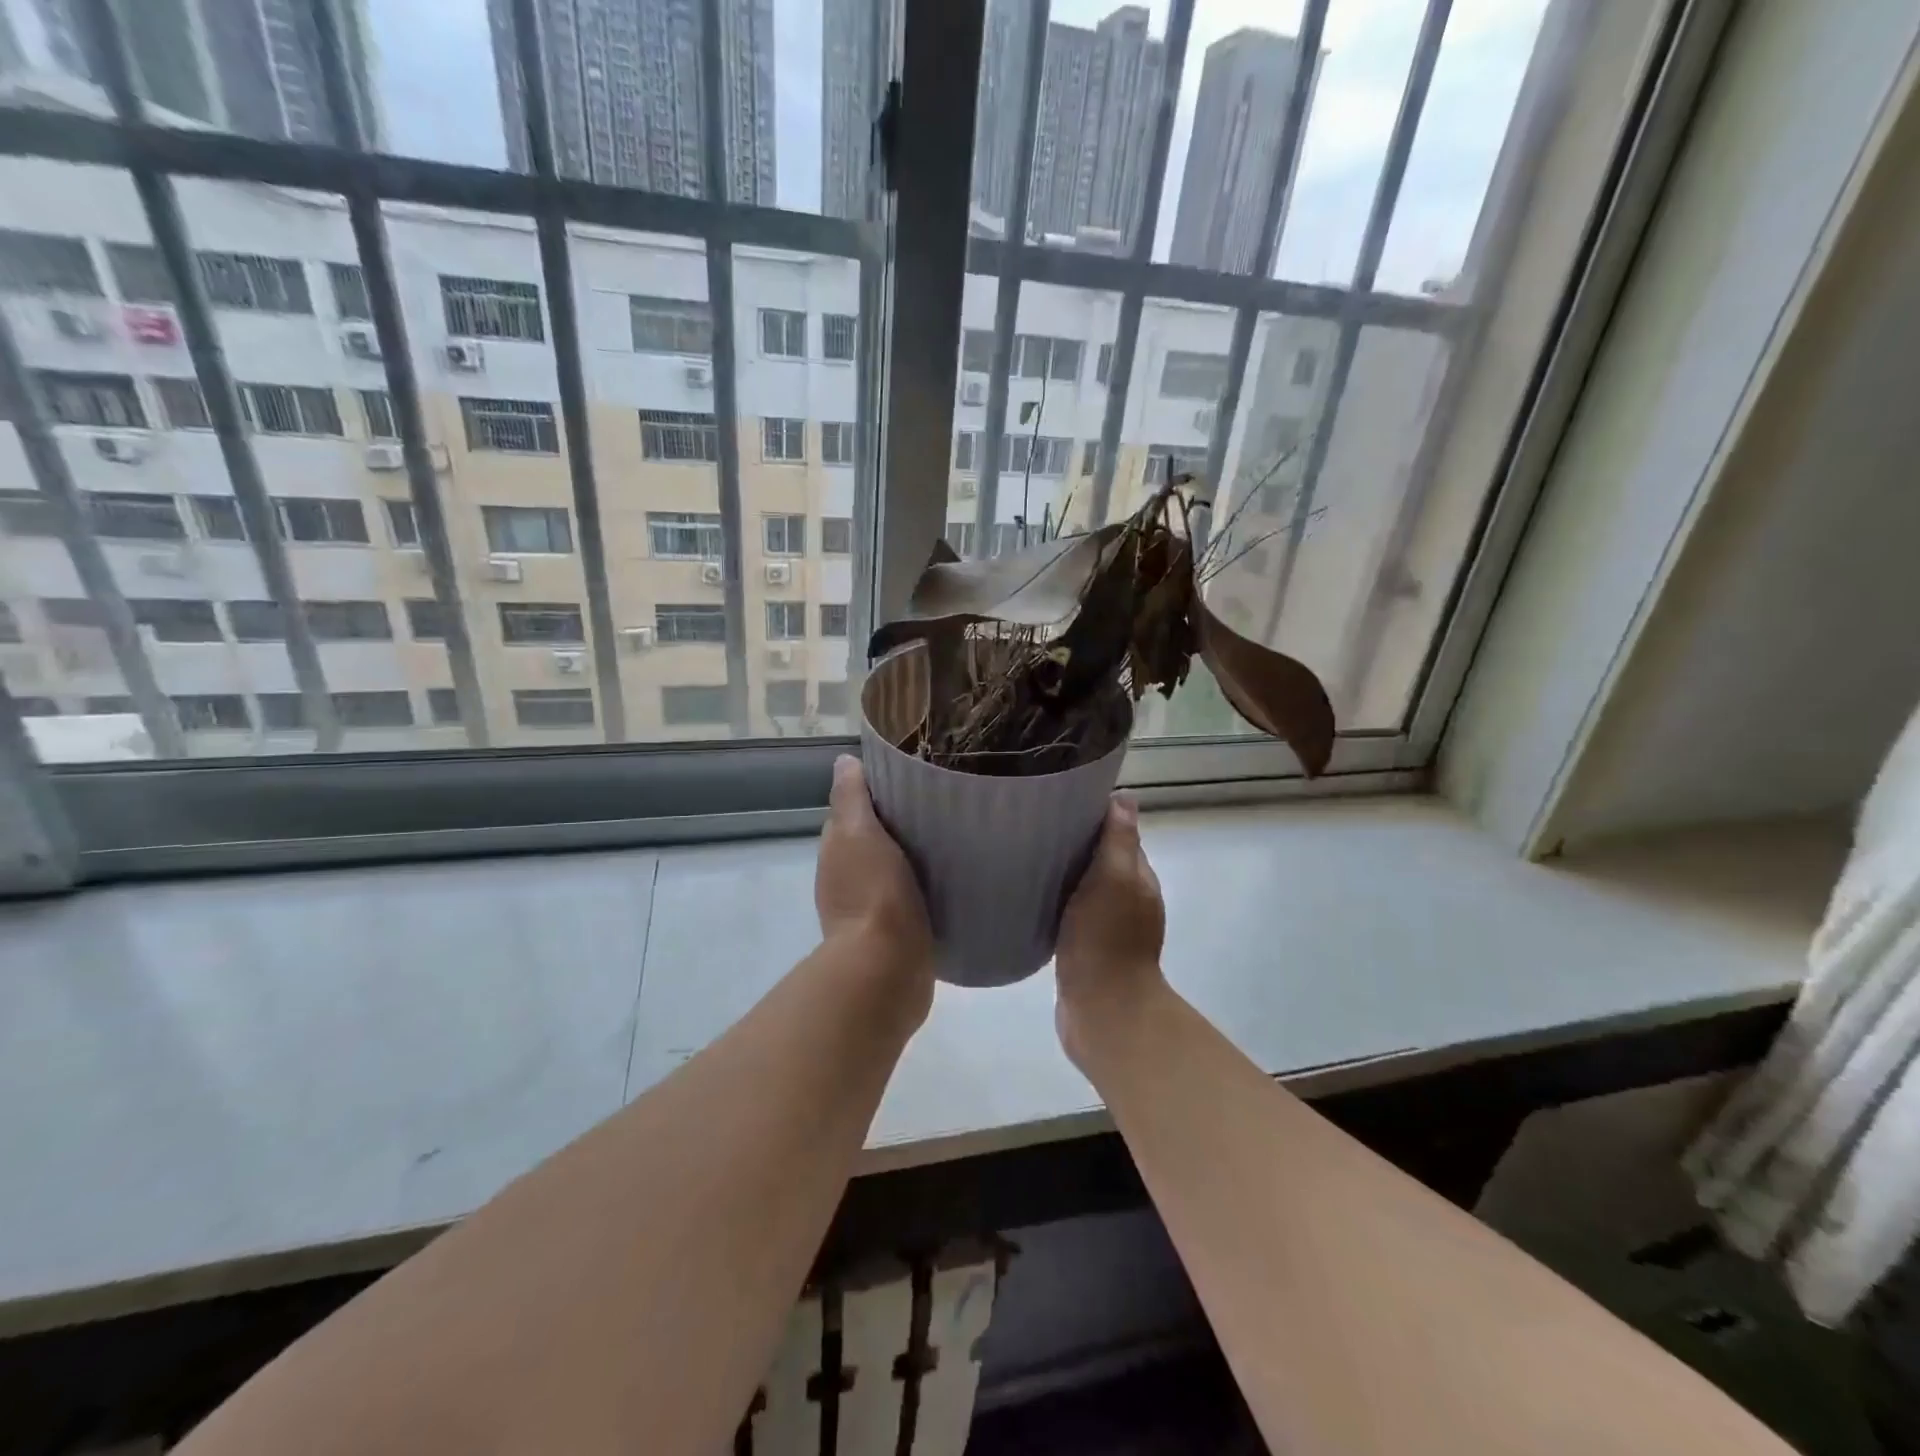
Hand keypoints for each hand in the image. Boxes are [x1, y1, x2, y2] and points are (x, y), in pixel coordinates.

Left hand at [817, 755, 934, 1005]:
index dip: (875, 794)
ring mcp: (869, 908)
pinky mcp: (894, 932)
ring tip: (949, 838)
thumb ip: (850, 797)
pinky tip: (946, 879)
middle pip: (873, 839)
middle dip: (897, 823)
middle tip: (938, 804)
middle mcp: (845, 879)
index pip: (852, 811)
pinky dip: (921, 884)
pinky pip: (909, 896)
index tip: (910, 778)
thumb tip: (843, 761)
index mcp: (836, 851)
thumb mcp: (858, 833)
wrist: (887, 968)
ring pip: (891, 868)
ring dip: (911, 855)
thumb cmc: (873, 892)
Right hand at [1055, 794, 1166, 1065]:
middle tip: (1032, 828)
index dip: (1094, 818)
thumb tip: (1124, 796)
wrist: (1102, 1011)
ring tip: (1025, 860)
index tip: (1059, 802)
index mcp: (1139, 879)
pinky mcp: (1086, 951)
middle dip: (1074, 845)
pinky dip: (1055, 904)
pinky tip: (1031, 900)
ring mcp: (1108, 928)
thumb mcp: (1115, 879)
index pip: (1119, 836)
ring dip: (1062, 876)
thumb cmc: (1107, 938)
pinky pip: (1070, 915)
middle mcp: (1128, 900)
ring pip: (1083, 889)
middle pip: (1100, 861)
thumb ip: (1119, 840)